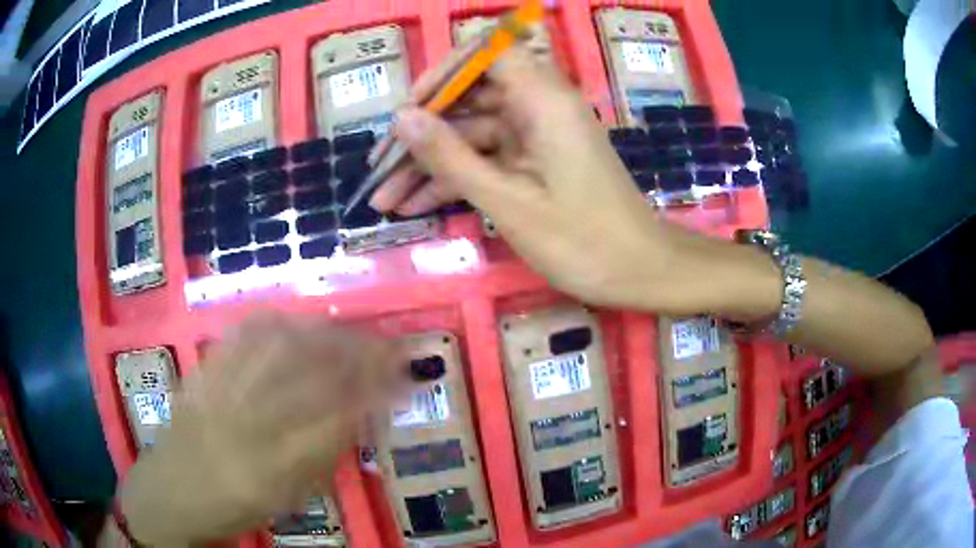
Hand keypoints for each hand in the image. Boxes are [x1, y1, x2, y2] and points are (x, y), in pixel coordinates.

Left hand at [117, 312, 403, 544]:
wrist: (169, 492)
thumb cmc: (234, 508)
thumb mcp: (287, 499)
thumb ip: (325, 455)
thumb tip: (363, 413)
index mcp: (273, 469)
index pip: (339, 419)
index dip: (379, 391)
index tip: (408, 375)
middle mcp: (245, 424)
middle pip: (313, 374)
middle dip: (362, 354)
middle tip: (394, 345)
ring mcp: (219, 390)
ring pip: (281, 346)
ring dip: (327, 333)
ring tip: (356, 330)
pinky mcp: (202, 371)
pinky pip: (242, 335)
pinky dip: (278, 321)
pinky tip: (299, 320)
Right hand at [371, 47, 779, 318]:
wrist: (640, 272)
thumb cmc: (584, 241)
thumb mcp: (508, 201)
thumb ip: (451, 155)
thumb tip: (402, 117)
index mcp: (542, 99)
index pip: (483, 53)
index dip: (440, 75)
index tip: (406, 112)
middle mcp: (538, 105)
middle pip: (467, 98)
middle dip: (420, 132)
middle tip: (377, 169)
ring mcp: (536, 135)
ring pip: (471, 134)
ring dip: (428, 165)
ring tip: (383, 200)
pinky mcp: (535, 162)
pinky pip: (486, 159)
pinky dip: (454, 180)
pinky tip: (415, 208)